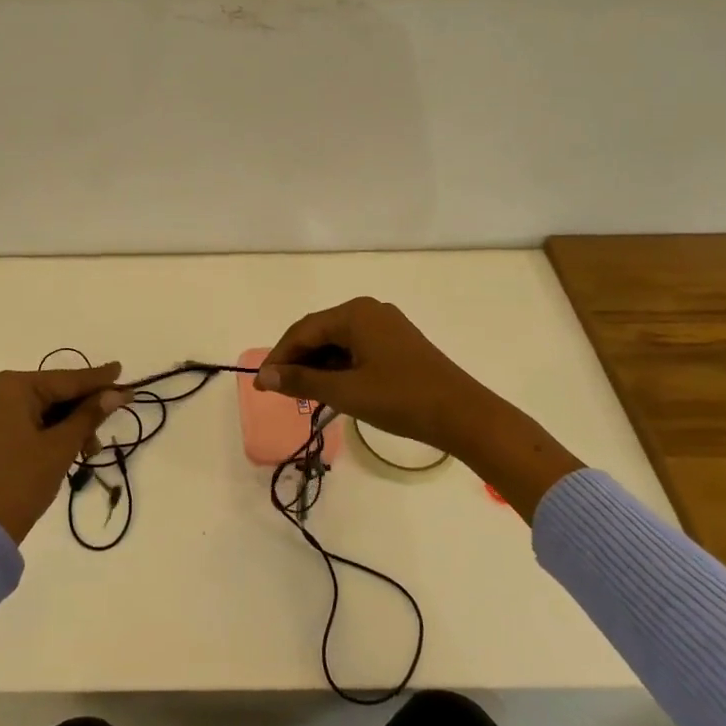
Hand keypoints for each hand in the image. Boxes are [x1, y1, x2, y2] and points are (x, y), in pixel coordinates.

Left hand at [0, 364, 131, 543]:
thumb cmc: (23, 480)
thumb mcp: (62, 446)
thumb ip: (90, 415)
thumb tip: (116, 393)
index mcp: (12, 387)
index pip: (65, 379)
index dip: (98, 378)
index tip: (122, 370)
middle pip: (54, 393)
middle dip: (84, 410)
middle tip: (115, 416)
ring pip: (44, 410)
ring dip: (70, 426)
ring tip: (91, 450)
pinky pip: (30, 422)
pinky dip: (52, 433)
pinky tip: (73, 450)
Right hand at [254, 298, 582, 520]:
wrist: (464, 415)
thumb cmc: (401, 399)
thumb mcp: (346, 392)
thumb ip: (302, 381)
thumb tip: (264, 377)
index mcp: (355, 313)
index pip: (303, 331)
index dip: (279, 357)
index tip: (261, 384)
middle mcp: (368, 310)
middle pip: (319, 332)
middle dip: (296, 360)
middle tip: (278, 390)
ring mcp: (386, 325)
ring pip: (338, 342)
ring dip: (317, 366)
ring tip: (302, 394)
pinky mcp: (398, 343)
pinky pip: (356, 348)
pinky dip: (339, 367)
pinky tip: (332, 388)